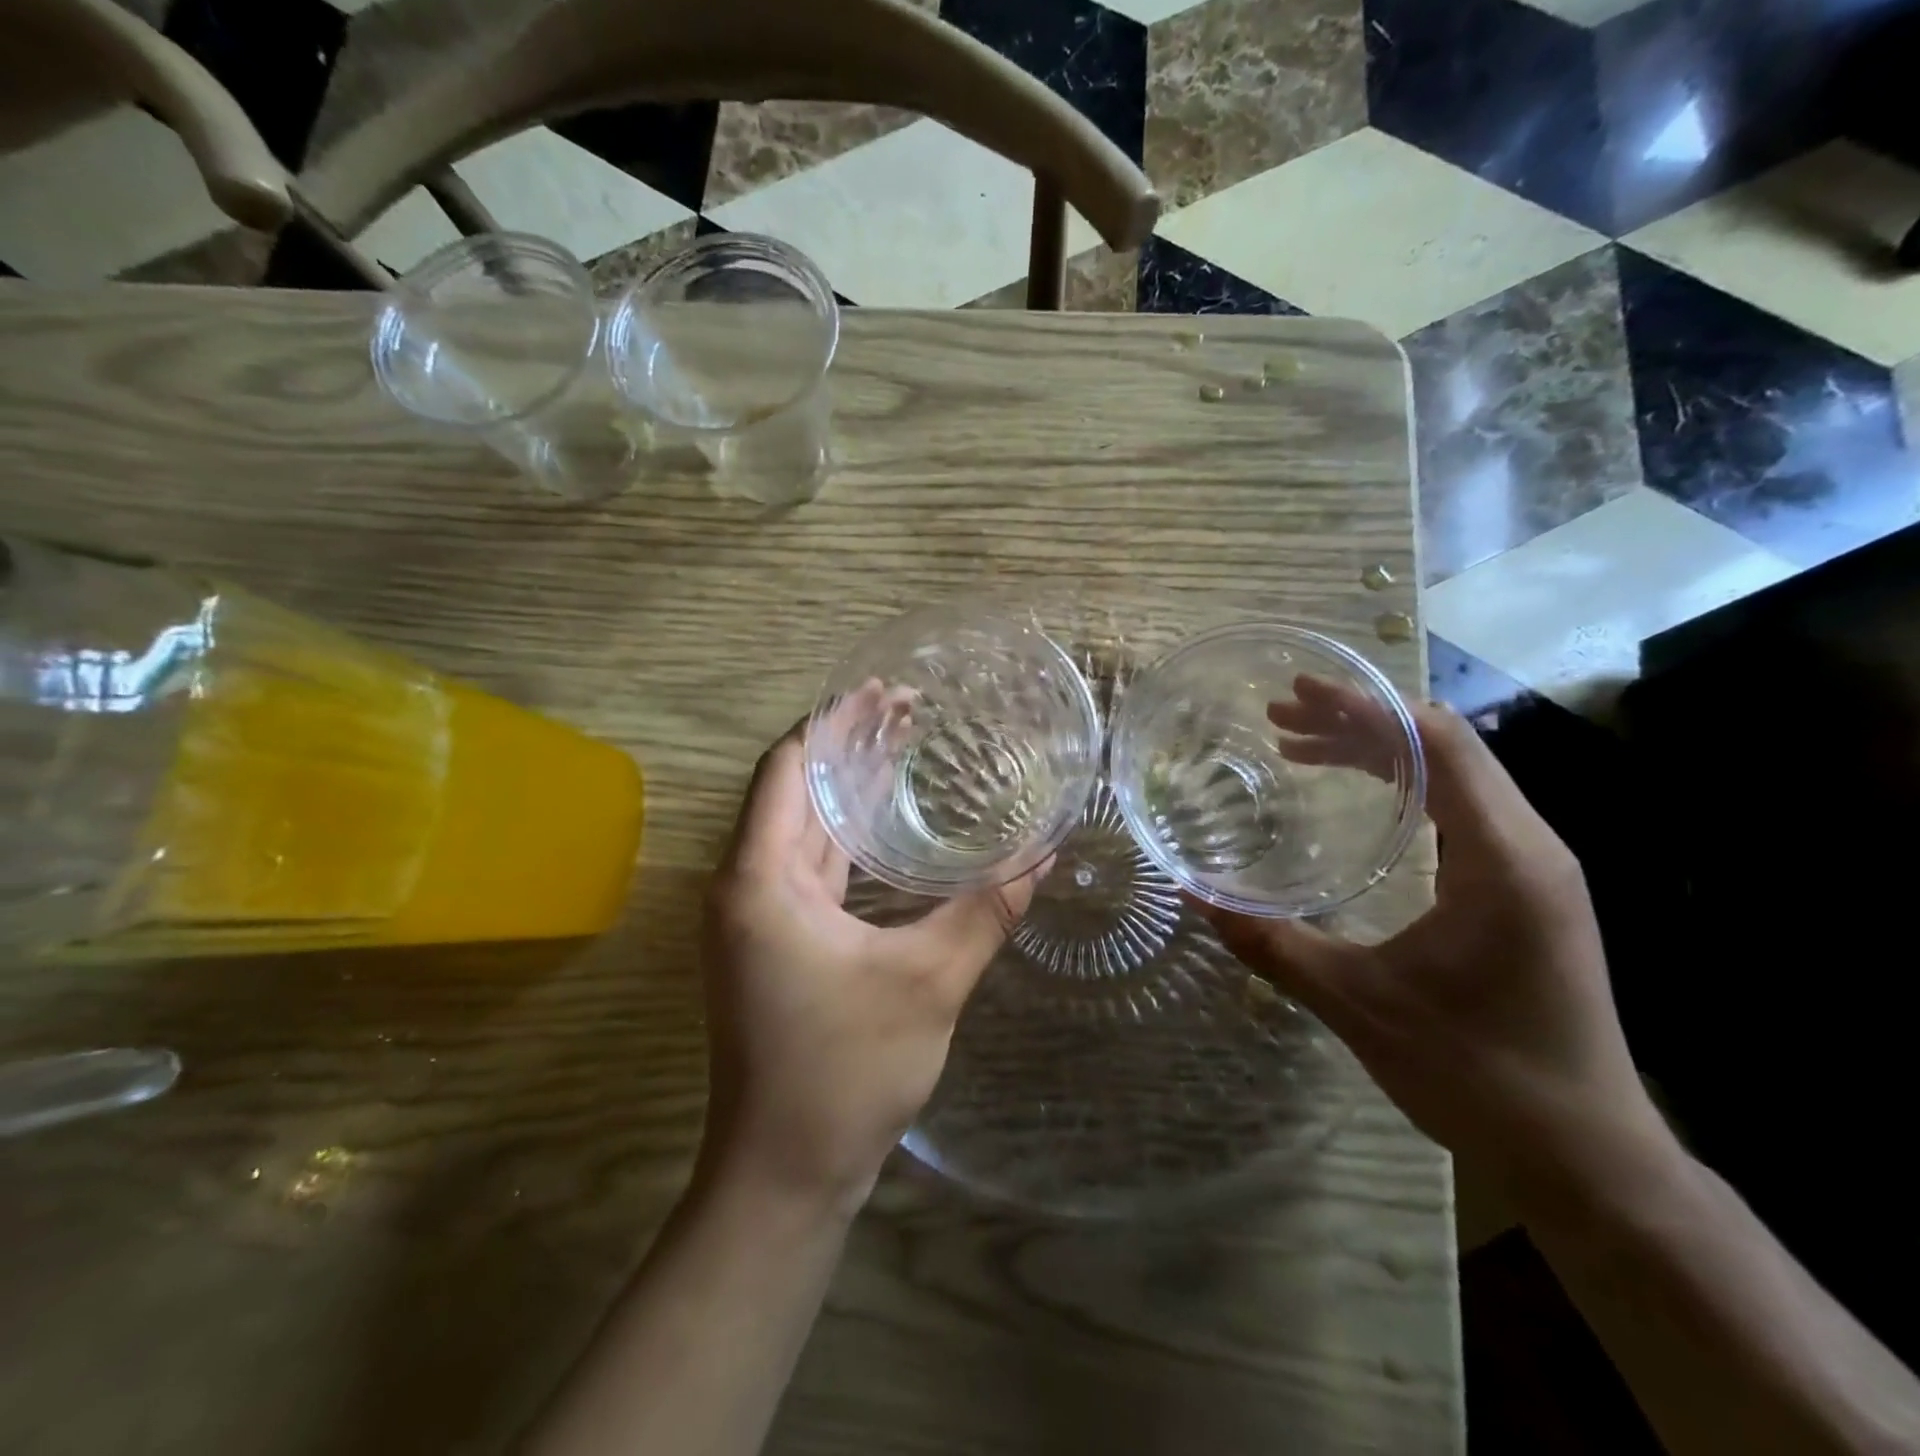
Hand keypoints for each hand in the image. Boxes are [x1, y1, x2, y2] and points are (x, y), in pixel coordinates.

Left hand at [700, 727, 1039, 1212]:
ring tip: (904, 748)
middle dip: (846, 746)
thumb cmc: (844, 1072)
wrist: (784, 1175)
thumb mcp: (928, 982)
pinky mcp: (775, 943)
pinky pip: (810, 867)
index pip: (787, 768)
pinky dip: (847, 837)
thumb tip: (1045, 853)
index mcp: (759, 880)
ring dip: (848, 790)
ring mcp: (756, 918)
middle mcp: (745, 887)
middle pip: (795, 791)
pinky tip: (890, 827)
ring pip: (802, 829)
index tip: (882, 692)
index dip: (832, 723)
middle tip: (907, 709)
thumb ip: (985, 910)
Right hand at [1209, 684, 1664, 1195]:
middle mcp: (1529, 846)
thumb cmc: (1476, 1075)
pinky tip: (1356, 797)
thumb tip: (1193, 895)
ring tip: (1300, 747)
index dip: (1365, 707)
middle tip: (1280, 718)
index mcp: (1502, 858)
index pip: (1440, 743)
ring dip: (1378, 750)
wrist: (1584, 1158)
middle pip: (1445, 746)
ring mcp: (1532, 868)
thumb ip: (1270, 942)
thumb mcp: (1356, 1002)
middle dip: (1359, 721)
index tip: (1298, 693)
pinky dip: (1401, 786)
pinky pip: (1460, 809)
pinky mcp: (1524, 890)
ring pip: (1454, 775)